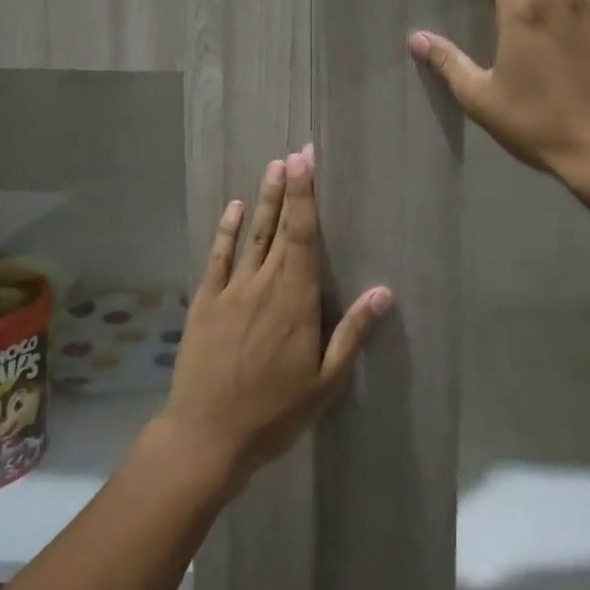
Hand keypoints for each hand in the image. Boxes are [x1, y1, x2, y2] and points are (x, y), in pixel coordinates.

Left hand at [159, 147, 390, 494]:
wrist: (207, 435)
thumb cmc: (274, 412)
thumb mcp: (325, 382)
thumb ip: (351, 333)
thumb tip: (383, 292)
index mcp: (296, 300)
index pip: (304, 237)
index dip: (306, 197)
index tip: (306, 163)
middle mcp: (264, 284)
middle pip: (280, 227)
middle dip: (290, 189)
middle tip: (296, 154)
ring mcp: (231, 290)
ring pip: (251, 235)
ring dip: (263, 200)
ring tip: (271, 168)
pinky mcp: (206, 301)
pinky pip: (217, 257)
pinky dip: (225, 231)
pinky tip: (232, 209)